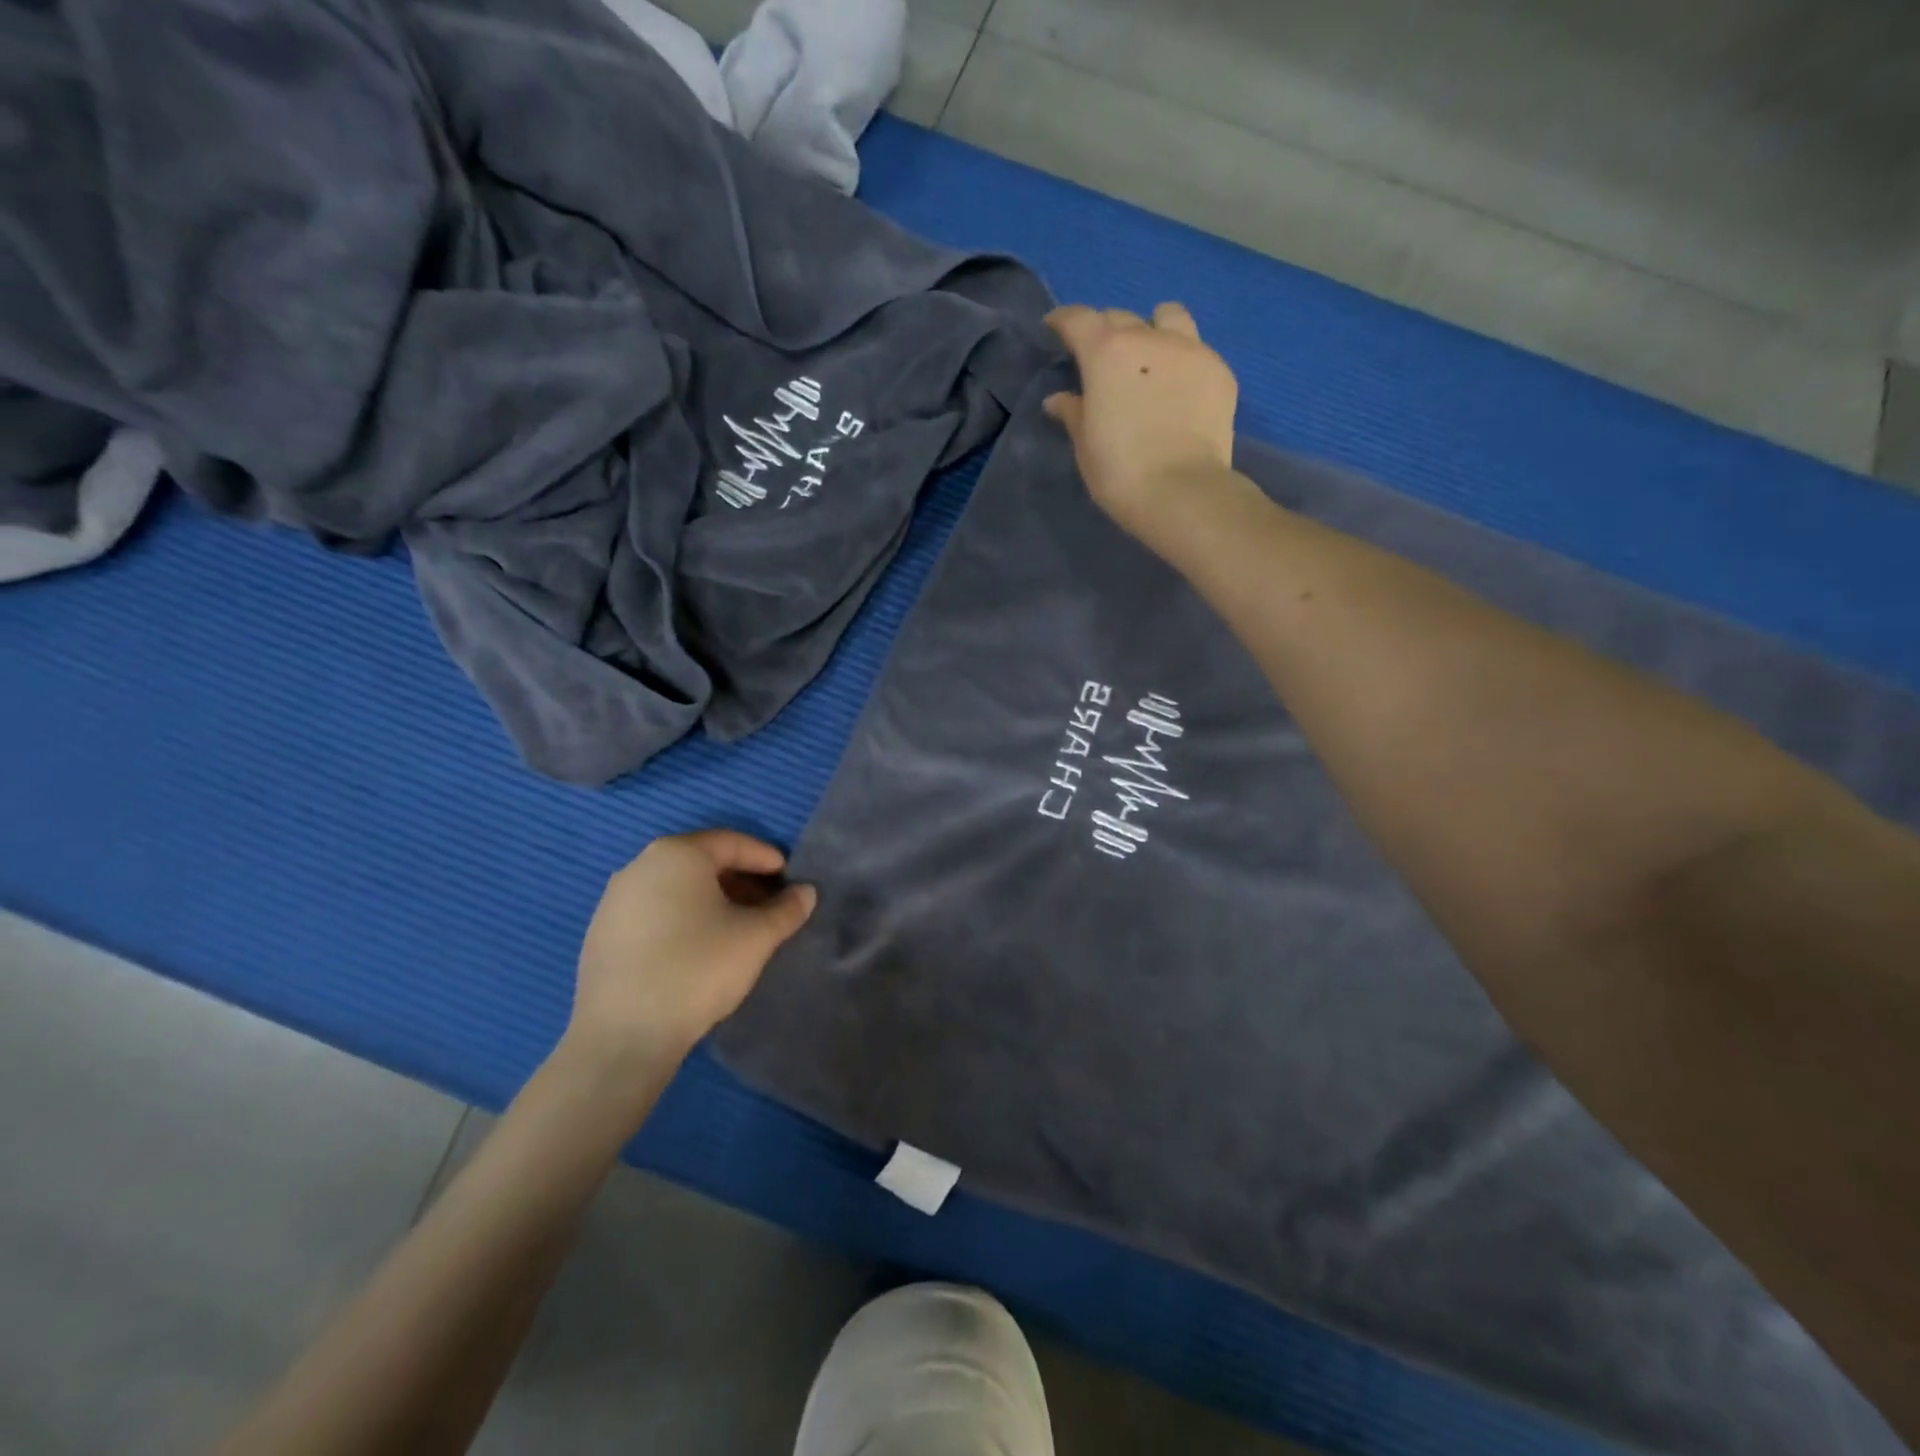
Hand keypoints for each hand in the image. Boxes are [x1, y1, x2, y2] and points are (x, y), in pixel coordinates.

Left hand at [565, 830, 816, 1073]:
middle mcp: (640, 866)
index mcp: (677, 854)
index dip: (765, 858)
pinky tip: (699, 949)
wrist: (624, 1035)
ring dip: (711, 901)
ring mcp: (614, 901)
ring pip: (676, 889)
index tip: (789, 879)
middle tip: (768, 905)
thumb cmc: (698, 969)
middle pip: (702, 863)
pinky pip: (653, 913)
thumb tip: (806, 893)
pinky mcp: (601, 935)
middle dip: (740, 881)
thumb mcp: (756, 937)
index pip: (732, 843)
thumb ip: (786, 910)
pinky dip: (682, 919)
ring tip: (738, 928)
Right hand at [1044, 302, 1240, 546]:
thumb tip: (1059, 400)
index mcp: (1107, 353)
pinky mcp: (1220, 372)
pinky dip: (1182, 362)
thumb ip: (1073, 413)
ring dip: (1153, 329)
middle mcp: (1149, 339)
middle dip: (1106, 331)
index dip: (1064, 321)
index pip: (1079, 319)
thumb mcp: (1086, 445)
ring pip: (1169, 318)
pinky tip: (1179, 390)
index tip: (1056, 329)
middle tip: (1101, 359)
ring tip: (1150, 357)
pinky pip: (1197, 351)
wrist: (1182, 492)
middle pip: (1122, 318)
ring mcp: (1191, 351)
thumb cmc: (1120, 472)